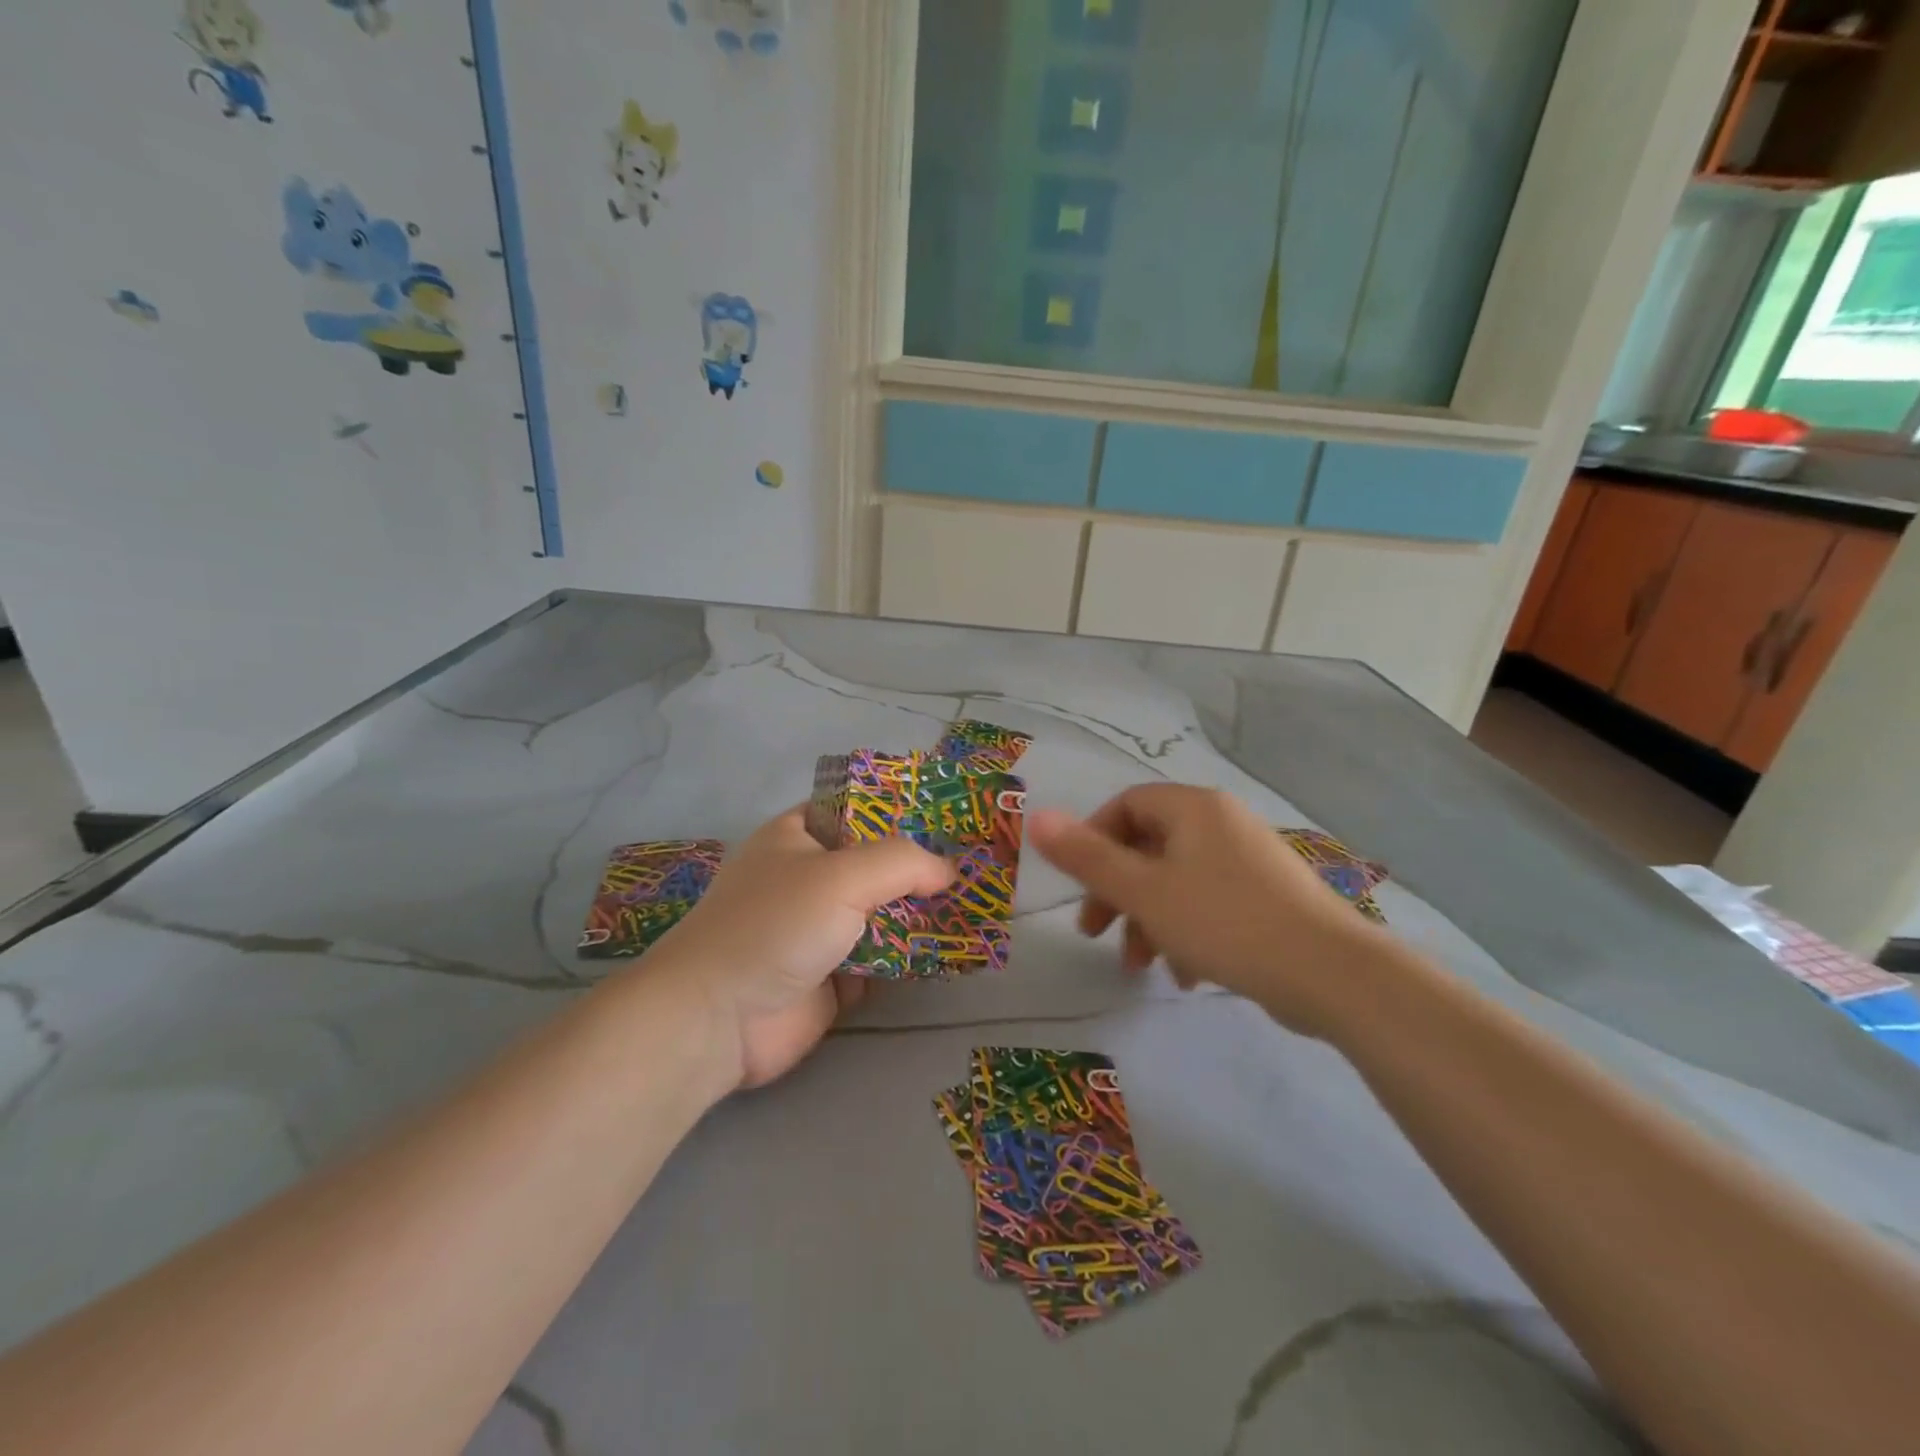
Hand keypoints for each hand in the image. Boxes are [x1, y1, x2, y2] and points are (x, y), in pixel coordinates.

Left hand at [650, 808, 954, 1088]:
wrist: (720, 1019)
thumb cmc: (776, 925)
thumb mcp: (843, 874)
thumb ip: (903, 863)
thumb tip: (950, 871)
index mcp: (798, 836)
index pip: (858, 810)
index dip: (902, 811)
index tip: (952, 818)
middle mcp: (809, 877)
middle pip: (876, 864)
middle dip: (921, 869)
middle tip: (977, 866)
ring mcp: (819, 929)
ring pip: (883, 914)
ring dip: (921, 915)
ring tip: (977, 905)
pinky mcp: (831, 977)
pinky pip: (882, 959)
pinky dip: (910, 957)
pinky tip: (952, 950)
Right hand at [1028, 785, 1380, 1036]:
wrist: (1331, 974)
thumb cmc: (1224, 921)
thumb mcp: (1143, 891)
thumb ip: (1086, 857)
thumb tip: (1035, 816)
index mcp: (1193, 809)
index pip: (1126, 805)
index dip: (1093, 840)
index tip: (1079, 884)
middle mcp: (1222, 823)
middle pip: (1149, 847)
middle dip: (1117, 892)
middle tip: (1093, 932)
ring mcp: (1249, 861)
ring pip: (1177, 881)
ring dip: (1148, 920)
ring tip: (1140, 966)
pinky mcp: (1268, 898)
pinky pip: (1210, 903)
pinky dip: (1187, 933)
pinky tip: (1186, 976)